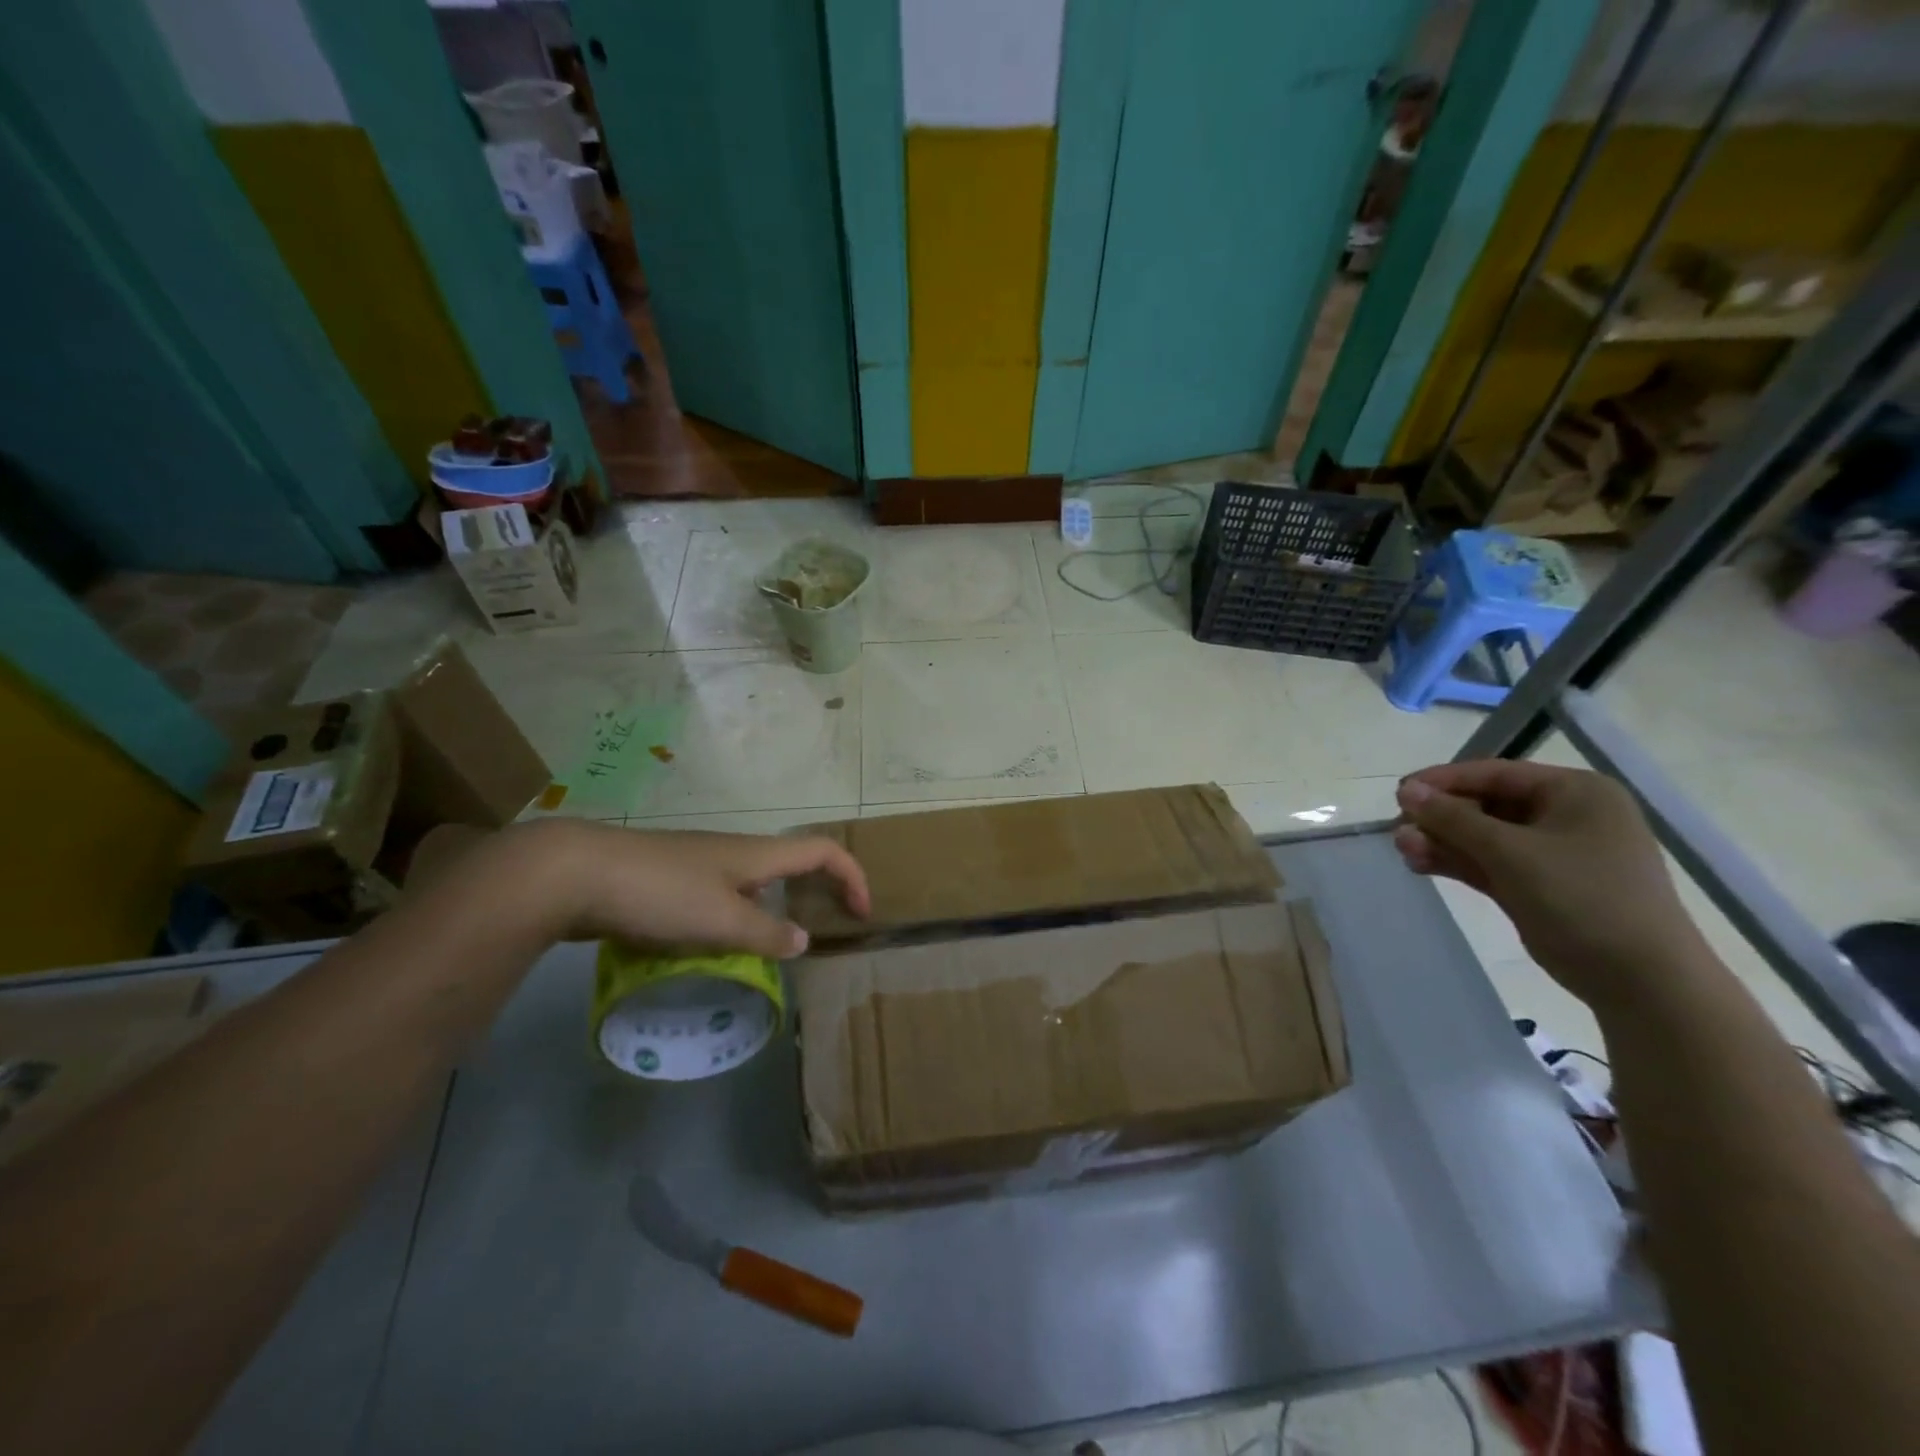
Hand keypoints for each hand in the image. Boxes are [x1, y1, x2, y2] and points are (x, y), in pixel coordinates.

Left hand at [489, 820, 868, 957]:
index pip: (823, 851)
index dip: (852, 876)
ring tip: (762, 956)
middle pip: (791, 865)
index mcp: (758, 854)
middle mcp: (735, 852)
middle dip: (813, 896)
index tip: (861, 914)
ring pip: (751, 886)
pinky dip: (730, 922)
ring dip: (767, 915)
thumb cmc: (661, 892)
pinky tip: (709, 951)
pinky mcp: (670, 880)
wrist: (576, 872)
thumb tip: (802, 942)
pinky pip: (718, 899)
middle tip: (817, 935)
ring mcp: (700, 864)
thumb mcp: (722, 920)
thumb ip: (766, 935)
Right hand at [1393, 761, 1710, 1009]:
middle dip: (1440, 818)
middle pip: (1485, 804)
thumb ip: (1454, 819)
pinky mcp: (1540, 885)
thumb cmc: (1584, 899)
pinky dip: (1457, 862)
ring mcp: (1553, 853)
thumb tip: (1405, 790)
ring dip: (1442, 841)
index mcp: (1575, 792)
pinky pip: (1489, 863)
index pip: (1495, 773)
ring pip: (1483, 837)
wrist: (1641, 981)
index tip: (1399, 793)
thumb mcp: (1512, 853)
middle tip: (1398, 830)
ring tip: (1404, 850)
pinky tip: (1420, 864)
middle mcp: (1566, 815)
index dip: (1443, 781)